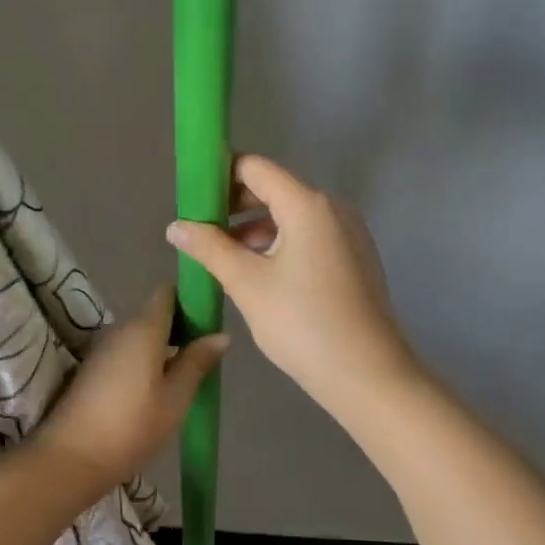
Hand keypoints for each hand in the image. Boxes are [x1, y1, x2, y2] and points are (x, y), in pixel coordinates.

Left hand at [34, 284, 229, 497]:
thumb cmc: (132, 427)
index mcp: (144, 328)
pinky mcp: (93, 369)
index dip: (190, 300)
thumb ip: (197, 362)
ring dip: (164, 347)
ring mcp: (103, 349)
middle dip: (181, 327)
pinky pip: (127, 352)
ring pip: (141, 335)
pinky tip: (158, 389)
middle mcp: (120, 329)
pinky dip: (146, 360)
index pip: (167, 293)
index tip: (210, 321)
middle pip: (155, 313)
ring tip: (186, 375)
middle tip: (205, 355)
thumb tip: (221, 335)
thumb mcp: (175, 398)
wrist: (70, 459)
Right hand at [165, 154, 419, 418]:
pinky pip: (310, 237)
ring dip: (255, 229)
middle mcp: (333, 209)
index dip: (220, 175)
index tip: (191, 196)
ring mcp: (349, 234)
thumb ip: (209, 248)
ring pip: (291, 216)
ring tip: (223, 258)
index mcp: (308, 205)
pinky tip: (258, 274)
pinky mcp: (355, 258)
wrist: (368, 376)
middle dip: (234, 206)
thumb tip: (176, 226)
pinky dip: (280, 244)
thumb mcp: (247, 284)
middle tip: (200, 230)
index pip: (256, 168)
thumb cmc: (303, 324)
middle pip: (274, 190)